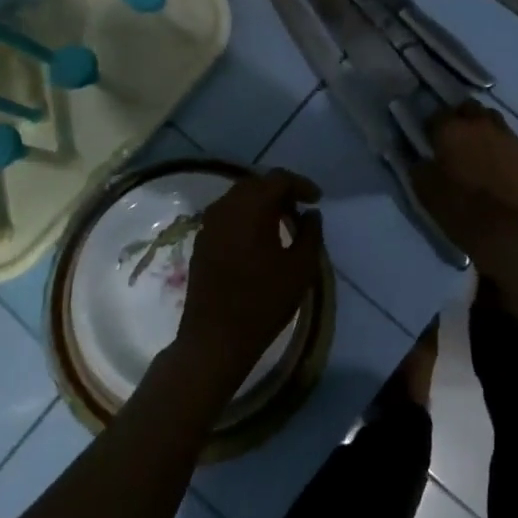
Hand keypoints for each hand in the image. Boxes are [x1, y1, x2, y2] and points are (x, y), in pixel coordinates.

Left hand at [177, 169, 323, 397]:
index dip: (300, 184)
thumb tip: (311, 214)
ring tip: (282, 222)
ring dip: (261, 203)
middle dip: (280, 191)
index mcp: (251, 208)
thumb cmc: (263, 302)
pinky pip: (226, 215)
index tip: (317, 199)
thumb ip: (311, 234)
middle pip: (256, 184)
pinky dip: (245, 216)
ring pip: (238, 198)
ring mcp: (209, 224)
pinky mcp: (201, 241)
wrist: (215, 339)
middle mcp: (226, 208)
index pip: (278, 179)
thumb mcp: (300, 268)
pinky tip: (258, 237)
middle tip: (300, 208)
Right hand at [429, 102, 517, 217]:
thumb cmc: (463, 211)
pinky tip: (500, 165)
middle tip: (455, 139)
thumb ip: (419, 168)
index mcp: (452, 130)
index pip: (437, 114)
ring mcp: (508, 135)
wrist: (512, 232)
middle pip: (468, 108)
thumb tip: (420, 159)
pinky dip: (503, 146)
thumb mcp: (426, 193)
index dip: (432, 127)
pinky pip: (511, 140)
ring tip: (479, 149)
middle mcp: (480, 123)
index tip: (429, 140)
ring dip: (483, 128)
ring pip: (492, 119)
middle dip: (460, 118)